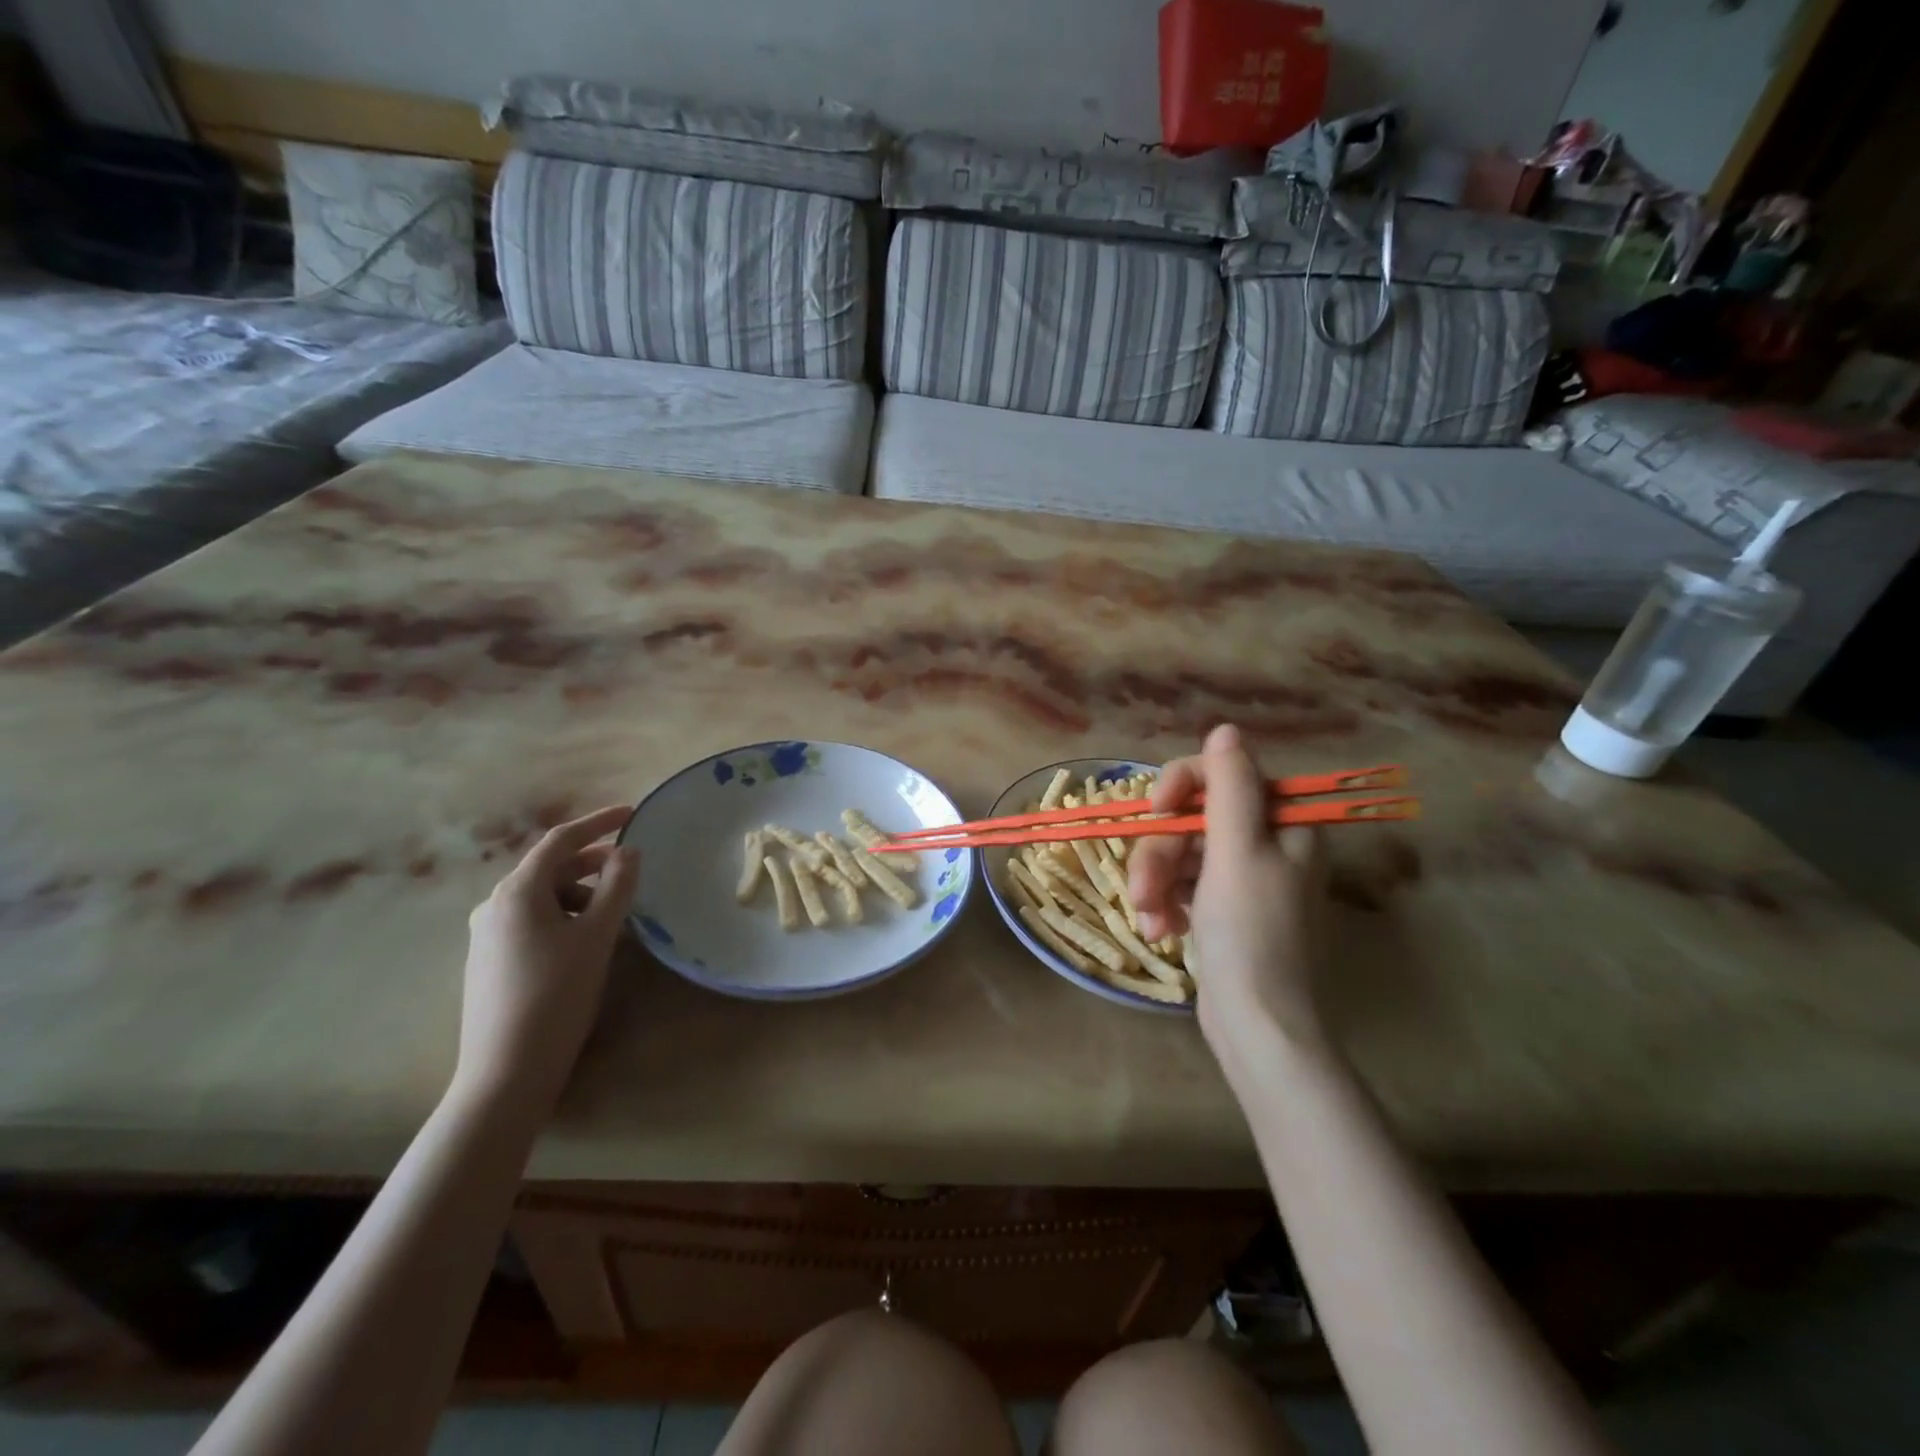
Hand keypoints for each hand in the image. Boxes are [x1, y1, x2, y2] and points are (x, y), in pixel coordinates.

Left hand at [454, 806, 640, 1115]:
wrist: (506, 1072)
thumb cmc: (556, 994)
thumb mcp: (597, 936)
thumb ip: (617, 886)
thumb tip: (628, 852)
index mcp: (517, 891)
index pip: (562, 840)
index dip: (599, 822)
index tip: (632, 814)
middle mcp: (495, 905)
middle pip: (551, 869)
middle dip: (594, 865)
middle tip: (632, 873)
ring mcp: (488, 935)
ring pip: (544, 898)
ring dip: (582, 896)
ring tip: (615, 919)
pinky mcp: (490, 961)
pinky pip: (534, 922)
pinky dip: (566, 918)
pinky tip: (587, 943)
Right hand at [1128, 724, 1330, 1049]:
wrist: (1259, 1025)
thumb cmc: (1251, 933)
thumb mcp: (1237, 852)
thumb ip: (1229, 786)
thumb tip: (1226, 730)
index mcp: (1284, 822)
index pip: (1225, 774)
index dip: (1184, 785)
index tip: (1156, 810)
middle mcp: (1267, 843)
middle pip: (1195, 817)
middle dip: (1161, 852)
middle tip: (1145, 888)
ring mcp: (1243, 878)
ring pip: (1181, 852)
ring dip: (1156, 882)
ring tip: (1150, 919)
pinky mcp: (1222, 909)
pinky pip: (1182, 884)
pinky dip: (1165, 903)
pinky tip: (1159, 930)